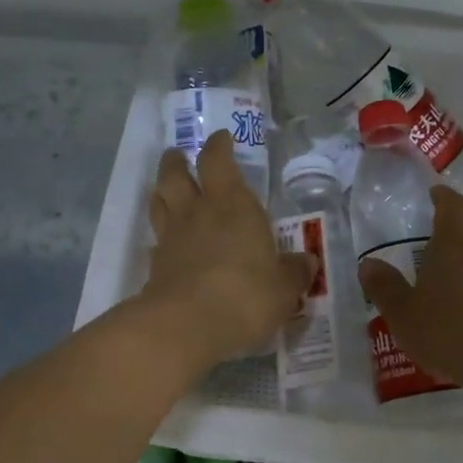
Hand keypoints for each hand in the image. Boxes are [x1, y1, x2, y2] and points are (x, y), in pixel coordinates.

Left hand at [139, 130, 314, 369]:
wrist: (187, 324)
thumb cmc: (246, 295)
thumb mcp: (284, 288)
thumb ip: (294, 272)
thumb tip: (307, 263)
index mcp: (233, 205)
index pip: (218, 161)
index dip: (218, 146)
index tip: (220, 138)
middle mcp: (198, 212)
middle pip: (176, 174)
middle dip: (178, 161)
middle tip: (179, 156)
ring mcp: (171, 238)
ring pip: (159, 202)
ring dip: (161, 190)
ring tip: (166, 189)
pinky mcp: (155, 266)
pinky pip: (156, 241)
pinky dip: (161, 237)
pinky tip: (167, 245)